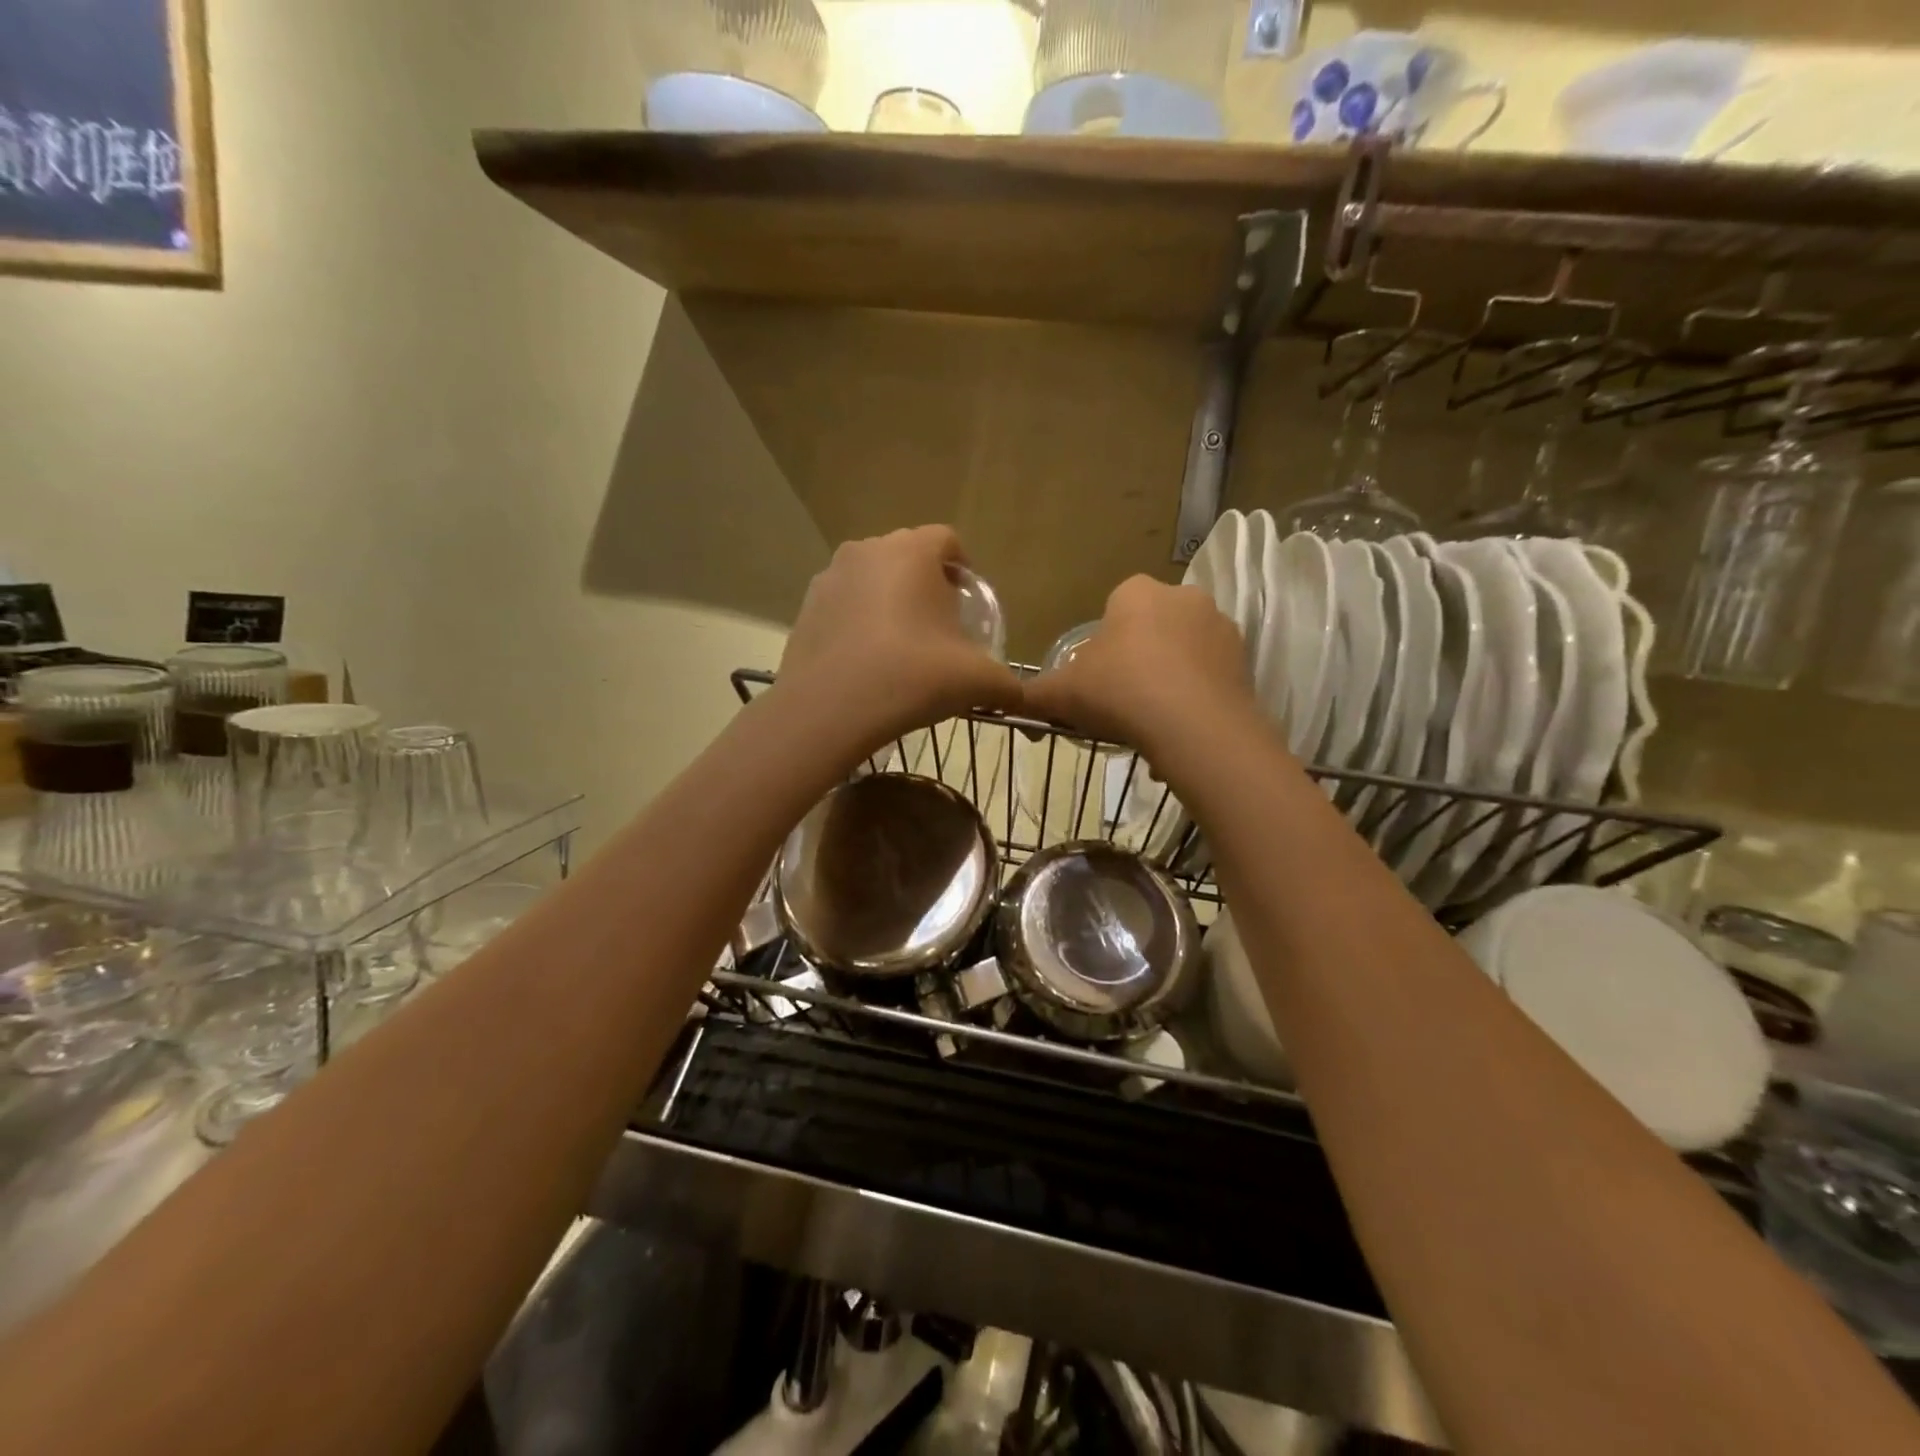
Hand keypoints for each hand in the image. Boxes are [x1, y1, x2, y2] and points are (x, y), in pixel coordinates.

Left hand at [775, 527, 1021, 759]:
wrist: (829, 709)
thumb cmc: (911, 677)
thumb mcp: (976, 682)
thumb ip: (1007, 684)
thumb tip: (1018, 696)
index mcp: (912, 552)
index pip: (947, 540)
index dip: (963, 569)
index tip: (967, 606)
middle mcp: (868, 550)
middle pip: (908, 556)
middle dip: (926, 585)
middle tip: (939, 628)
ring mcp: (830, 577)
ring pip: (873, 579)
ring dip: (890, 602)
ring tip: (901, 647)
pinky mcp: (806, 607)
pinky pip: (844, 604)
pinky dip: (859, 622)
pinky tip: (867, 661)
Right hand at [1023, 576, 1265, 769]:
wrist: (1193, 726)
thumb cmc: (1119, 692)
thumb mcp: (1061, 694)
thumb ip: (1032, 695)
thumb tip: (1009, 703)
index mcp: (1137, 592)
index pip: (1115, 607)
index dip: (1103, 645)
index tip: (1098, 678)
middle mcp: (1183, 597)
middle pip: (1152, 627)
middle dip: (1139, 659)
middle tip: (1123, 701)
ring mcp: (1220, 627)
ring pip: (1183, 653)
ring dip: (1169, 679)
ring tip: (1153, 723)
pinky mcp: (1245, 661)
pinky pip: (1209, 677)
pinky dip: (1195, 699)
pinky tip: (1180, 732)